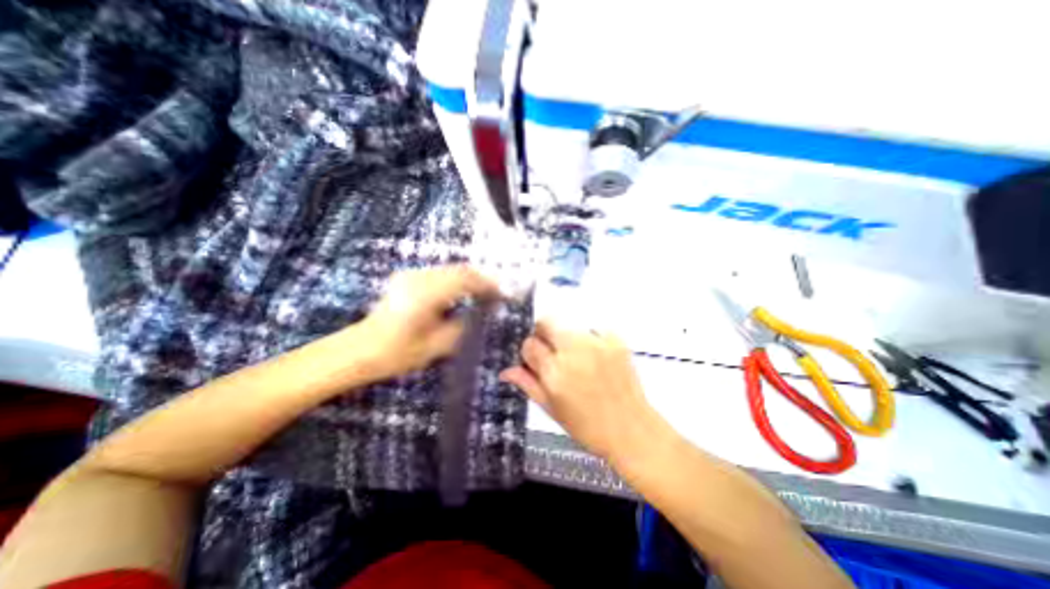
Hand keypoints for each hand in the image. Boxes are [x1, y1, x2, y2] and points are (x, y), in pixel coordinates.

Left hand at [352, 266, 499, 381]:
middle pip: (459, 269)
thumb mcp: (438, 345)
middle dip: (480, 279)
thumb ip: (465, 325)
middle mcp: (419, 279)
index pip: (465, 280)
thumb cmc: (398, 353)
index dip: (487, 285)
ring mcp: (411, 276)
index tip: (502, 294)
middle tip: (495, 293)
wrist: (360, 350)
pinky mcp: (407, 278)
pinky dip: (455, 280)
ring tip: (482, 293)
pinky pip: (439, 273)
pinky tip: (461, 293)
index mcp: (426, 295)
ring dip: (468, 279)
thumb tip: (483, 311)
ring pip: (450, 269)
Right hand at [502, 321, 666, 463]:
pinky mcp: (615, 339)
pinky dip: (591, 340)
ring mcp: (596, 343)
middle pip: (547, 321)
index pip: (529, 344)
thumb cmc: (587, 426)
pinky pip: (593, 329)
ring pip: (569, 325)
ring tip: (578, 359)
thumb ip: (528, 384)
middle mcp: (573, 352)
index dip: (530, 352)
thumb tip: (505, 370)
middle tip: (552, 351)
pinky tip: (597, 359)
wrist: (632, 430)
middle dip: (543, 333)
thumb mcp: (551, 409)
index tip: (537, 361)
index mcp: (554, 373)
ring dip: (567, 338)